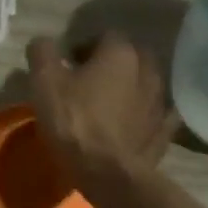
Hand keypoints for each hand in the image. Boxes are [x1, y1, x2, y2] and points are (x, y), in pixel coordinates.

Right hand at [26, 33, 177, 183]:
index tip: (68, 65)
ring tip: (108, 103)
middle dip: (112, 63)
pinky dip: (147, 113)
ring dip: (130, 87)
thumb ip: (43, 53)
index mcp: (120, 53)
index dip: (84, 46)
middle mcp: (148, 70)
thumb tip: (43, 42)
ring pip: (146, 83)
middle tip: (88, 81)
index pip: (105, 35)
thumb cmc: (74, 121)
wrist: (107, 173)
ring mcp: (160, 101)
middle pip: (131, 56)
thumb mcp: (44, 82)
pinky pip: (158, 113)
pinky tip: (135, 122)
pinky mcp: (164, 130)